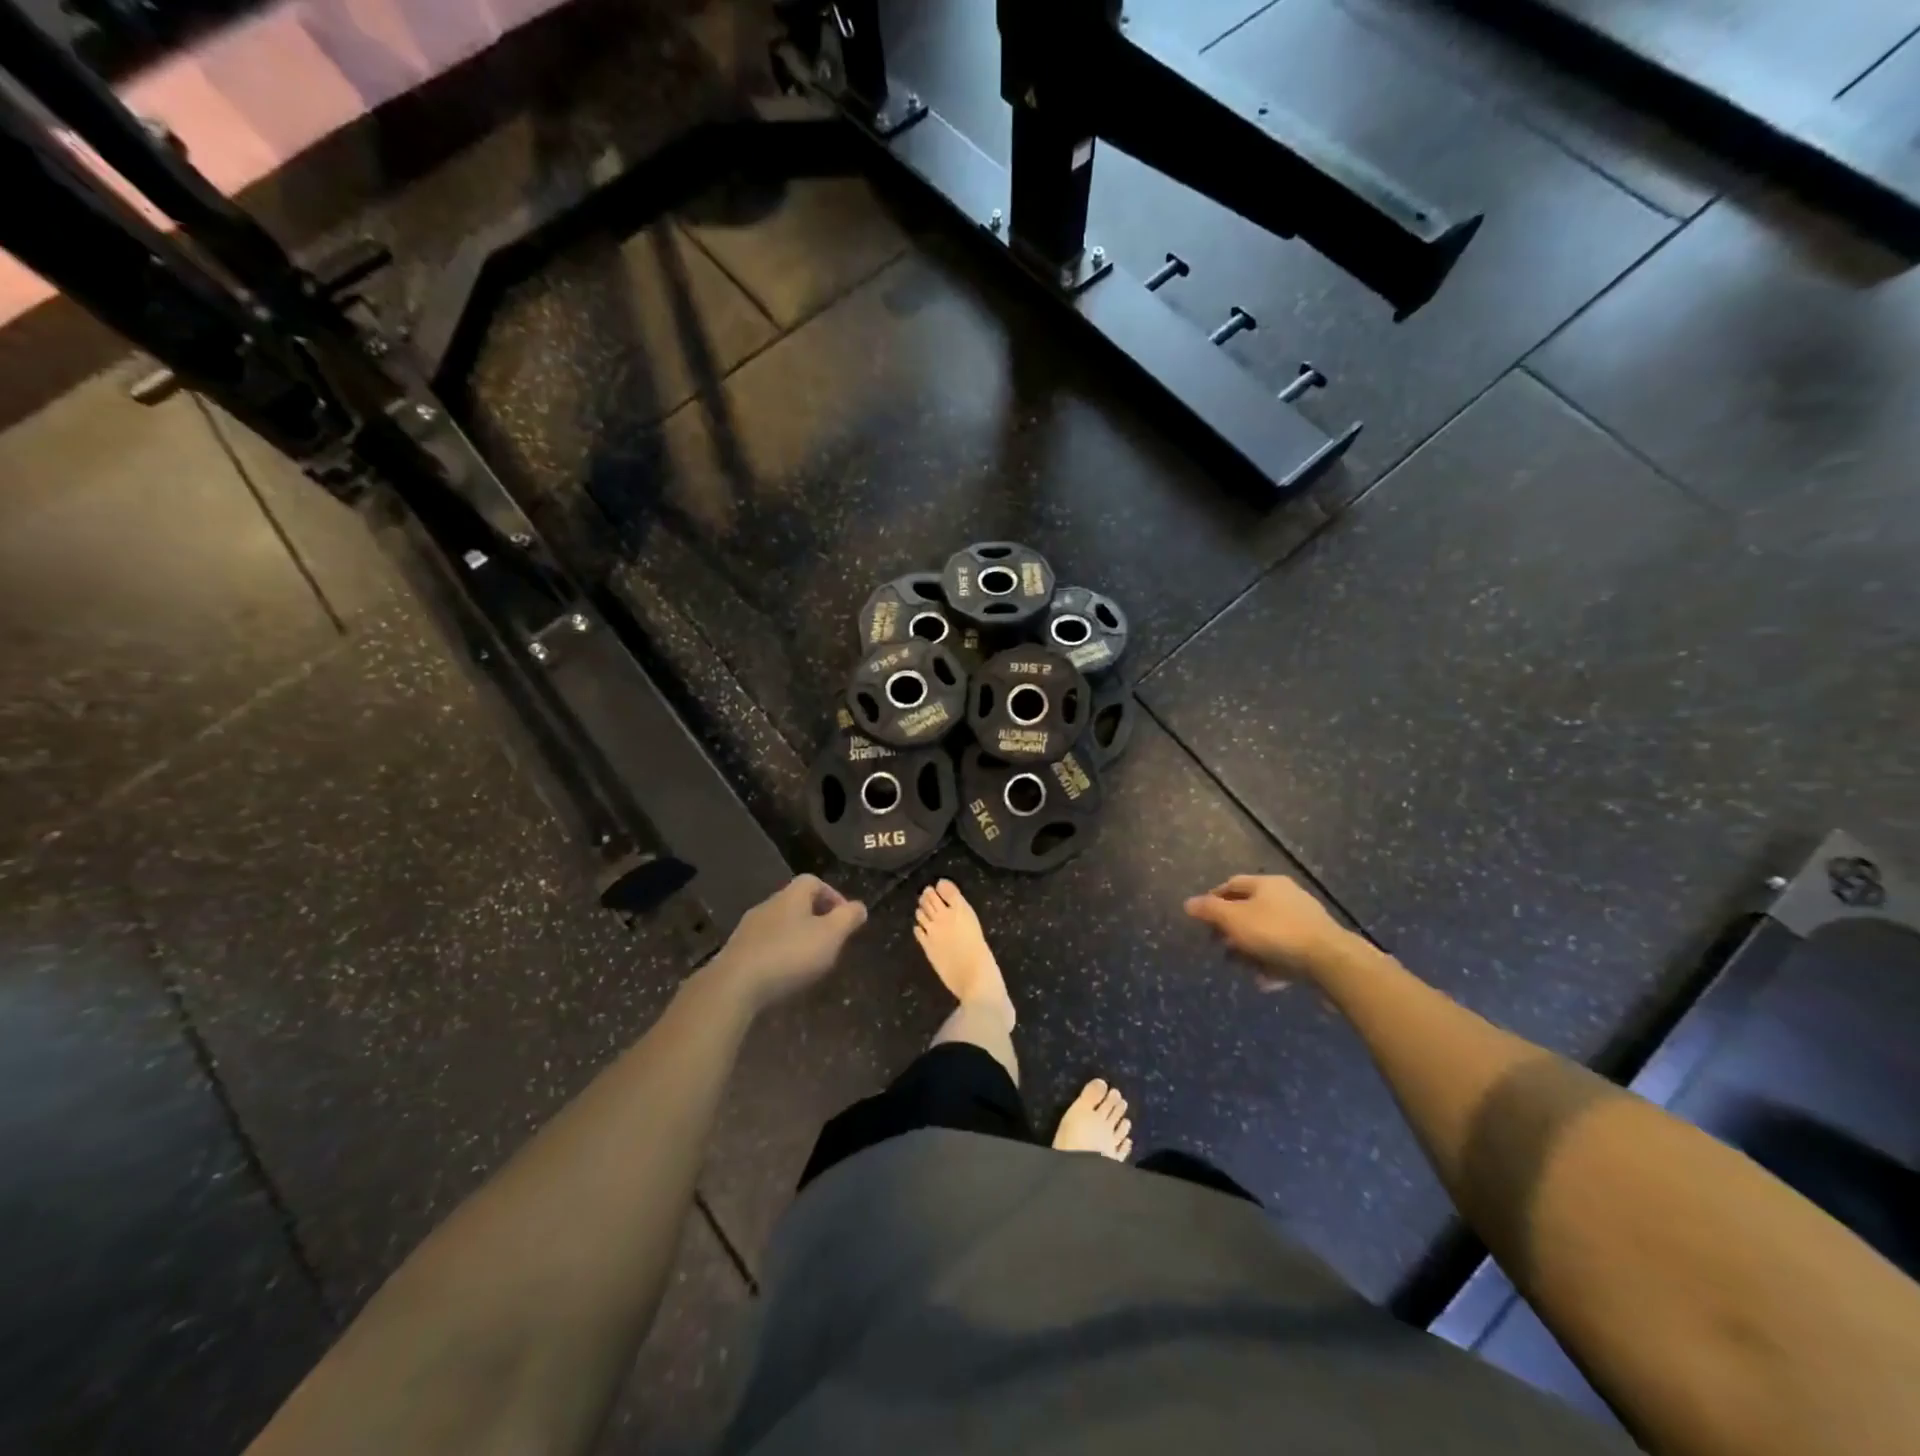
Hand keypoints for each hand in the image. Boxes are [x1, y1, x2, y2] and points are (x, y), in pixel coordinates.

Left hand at [710, 875, 867, 1013]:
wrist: (734, 985)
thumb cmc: (789, 955)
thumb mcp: (830, 935)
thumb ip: (848, 918)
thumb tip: (860, 906)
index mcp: (791, 896)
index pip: (813, 881)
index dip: (833, 895)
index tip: (844, 919)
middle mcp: (768, 905)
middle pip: (796, 903)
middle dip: (815, 919)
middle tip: (830, 942)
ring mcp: (748, 929)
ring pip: (779, 925)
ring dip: (796, 938)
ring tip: (809, 962)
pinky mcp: (736, 953)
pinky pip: (764, 946)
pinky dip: (778, 954)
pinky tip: (784, 975)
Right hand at [1184, 874, 1347, 985]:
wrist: (1330, 961)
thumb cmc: (1275, 932)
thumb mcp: (1233, 919)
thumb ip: (1209, 910)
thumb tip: (1188, 903)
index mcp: (1267, 884)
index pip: (1232, 884)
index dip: (1213, 899)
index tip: (1202, 919)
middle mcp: (1286, 896)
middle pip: (1250, 909)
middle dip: (1232, 929)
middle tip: (1220, 946)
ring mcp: (1304, 920)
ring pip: (1268, 932)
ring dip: (1251, 949)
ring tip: (1241, 966)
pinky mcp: (1316, 944)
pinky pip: (1286, 950)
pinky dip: (1272, 962)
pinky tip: (1265, 979)